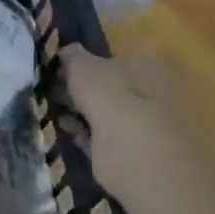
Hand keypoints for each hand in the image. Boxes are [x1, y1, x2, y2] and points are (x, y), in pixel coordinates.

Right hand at [59, 43, 212, 213]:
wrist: (141, 162)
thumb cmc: (114, 103)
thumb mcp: (84, 69)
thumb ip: (73, 58)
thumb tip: (66, 51)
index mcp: (151, 65)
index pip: (115, 58)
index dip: (87, 64)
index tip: (61, 72)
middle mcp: (158, 92)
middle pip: (113, 87)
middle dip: (86, 91)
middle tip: (57, 94)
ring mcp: (152, 126)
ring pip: (110, 114)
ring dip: (86, 114)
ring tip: (58, 115)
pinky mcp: (141, 156)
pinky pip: (107, 139)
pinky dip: (89, 137)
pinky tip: (70, 135)